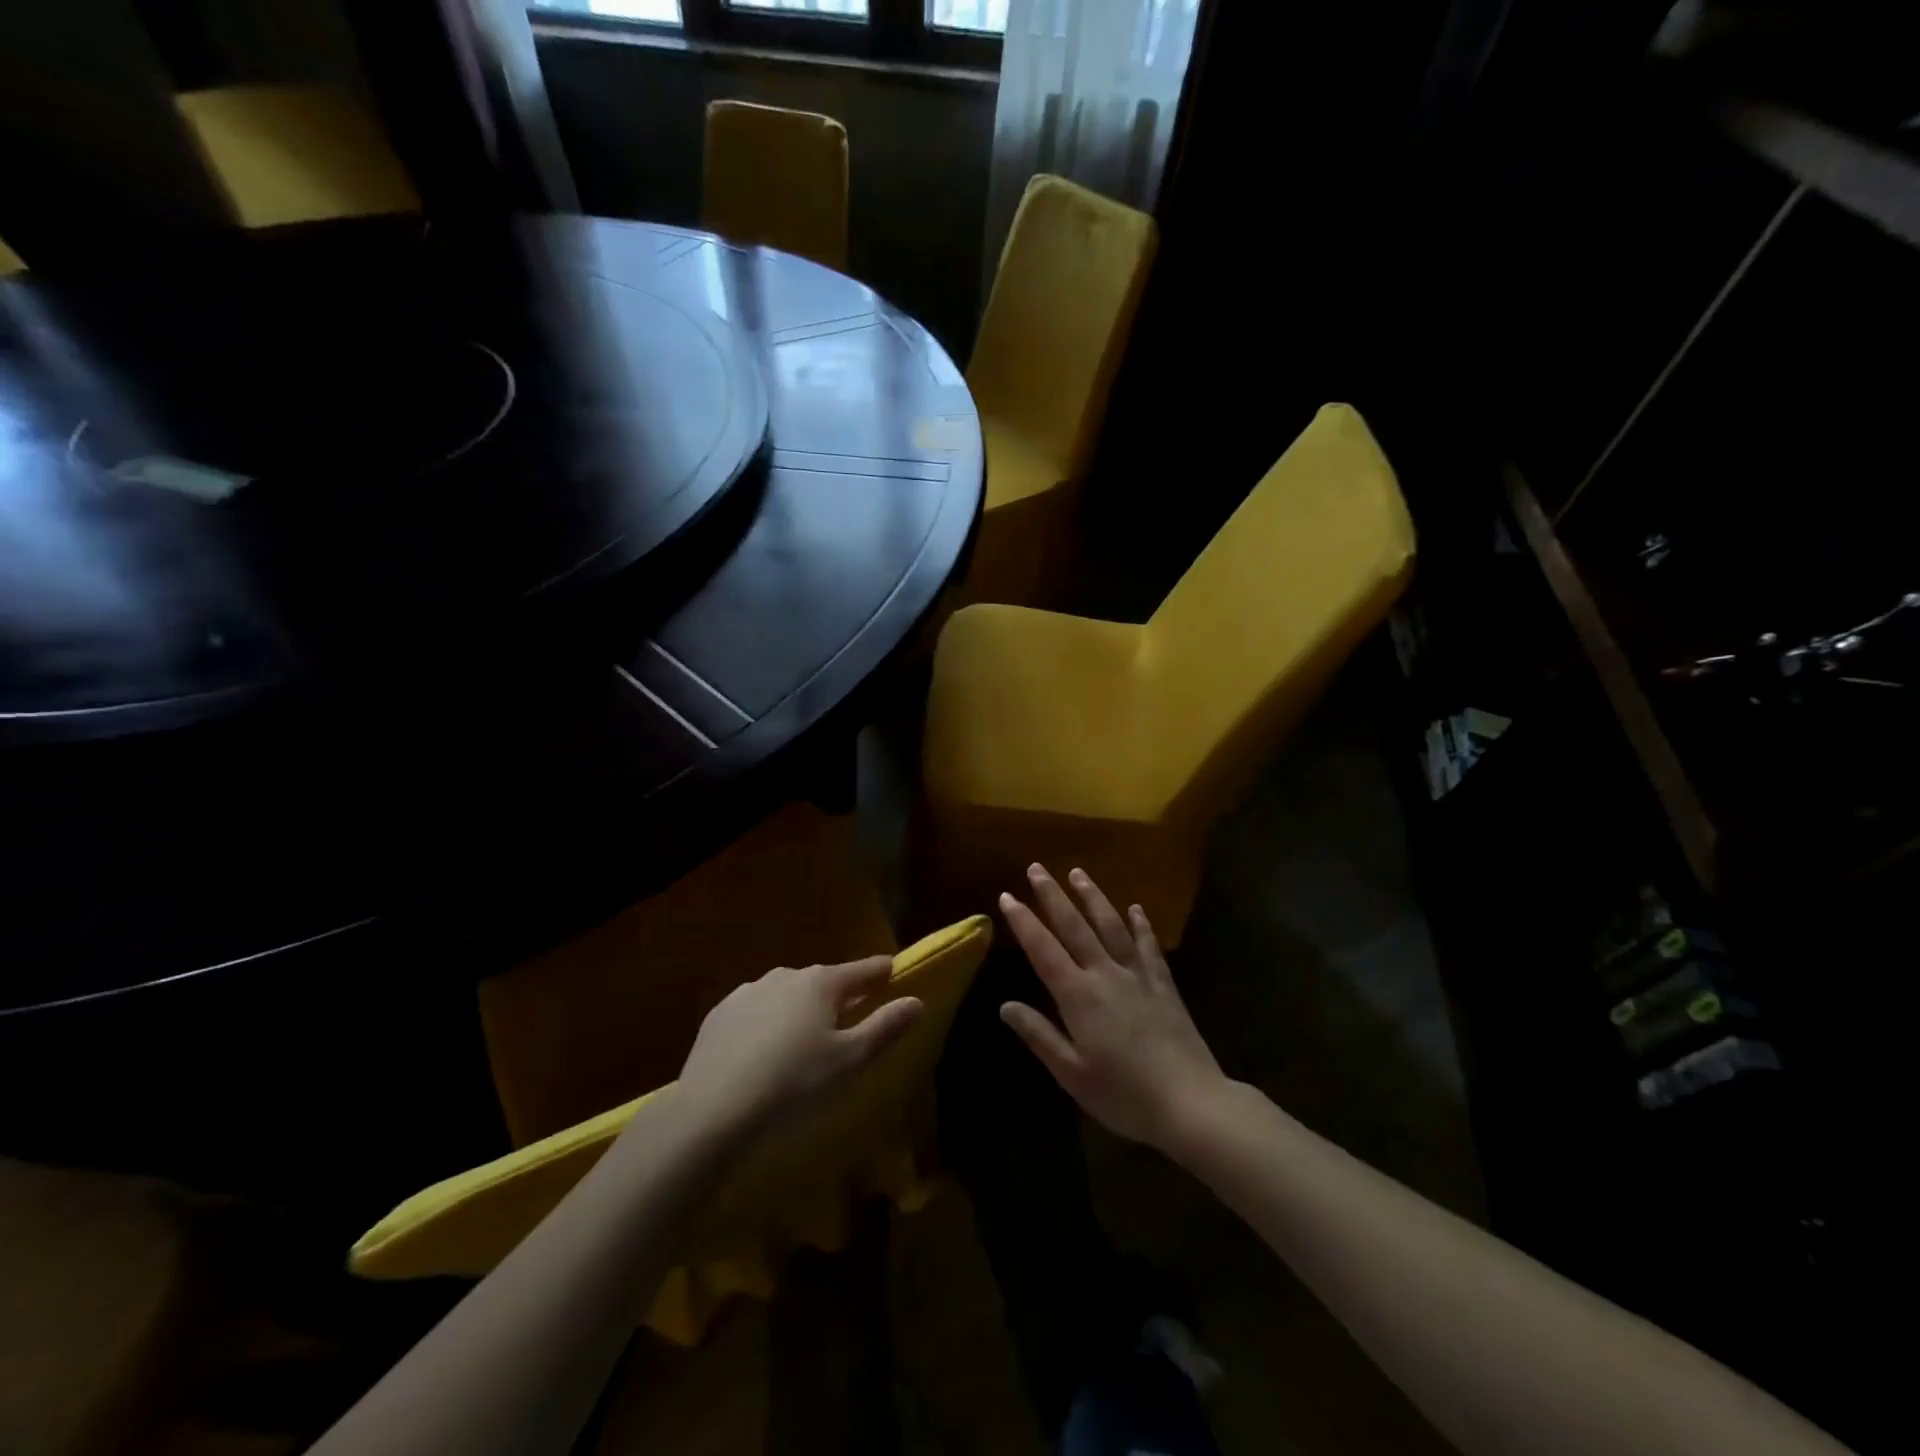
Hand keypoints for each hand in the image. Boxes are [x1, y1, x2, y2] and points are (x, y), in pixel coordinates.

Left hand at [677, 958, 922, 1133]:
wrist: (712, 1111)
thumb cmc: (793, 1085)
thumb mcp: (849, 1061)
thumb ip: (884, 1028)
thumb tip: (916, 1001)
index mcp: (820, 984)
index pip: (860, 971)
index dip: (879, 971)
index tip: (892, 969)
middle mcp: (784, 977)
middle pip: (822, 981)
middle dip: (839, 993)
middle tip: (851, 1012)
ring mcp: (747, 993)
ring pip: (786, 994)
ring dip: (801, 1007)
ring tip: (807, 1035)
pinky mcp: (719, 1015)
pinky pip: (755, 1011)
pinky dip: (768, 1022)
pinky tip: (765, 1049)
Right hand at [999, 865, 1228, 1150]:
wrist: (1191, 1103)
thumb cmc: (1123, 1095)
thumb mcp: (1071, 1073)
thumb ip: (1039, 1035)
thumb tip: (1006, 1005)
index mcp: (1078, 996)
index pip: (1043, 950)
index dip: (1023, 922)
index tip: (1007, 896)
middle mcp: (1105, 975)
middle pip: (1075, 926)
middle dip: (1053, 895)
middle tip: (1037, 867)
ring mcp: (1138, 976)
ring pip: (1111, 926)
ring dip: (1093, 897)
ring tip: (1078, 873)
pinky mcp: (1164, 985)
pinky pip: (1149, 946)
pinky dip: (1141, 924)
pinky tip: (1136, 908)